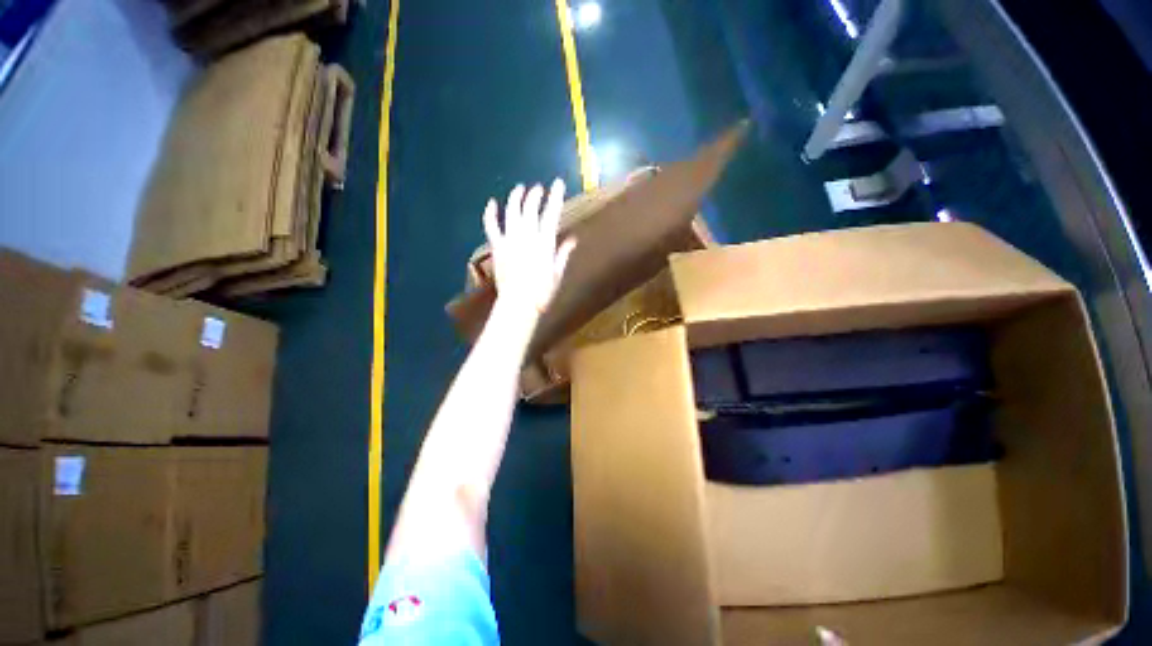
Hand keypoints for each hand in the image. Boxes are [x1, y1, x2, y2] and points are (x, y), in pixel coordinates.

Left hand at [483, 179, 576, 316]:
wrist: (518, 304)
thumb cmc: (541, 292)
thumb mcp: (557, 274)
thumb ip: (563, 254)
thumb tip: (573, 239)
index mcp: (544, 243)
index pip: (551, 214)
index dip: (555, 197)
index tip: (558, 183)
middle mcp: (527, 237)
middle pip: (530, 209)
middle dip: (535, 195)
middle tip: (538, 188)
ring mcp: (510, 240)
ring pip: (512, 212)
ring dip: (515, 198)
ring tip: (519, 189)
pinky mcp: (497, 247)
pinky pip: (492, 226)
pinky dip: (490, 214)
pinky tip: (491, 203)